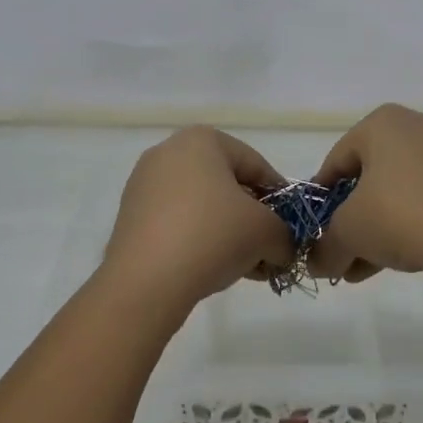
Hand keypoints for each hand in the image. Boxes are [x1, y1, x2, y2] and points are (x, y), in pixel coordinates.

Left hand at [101, 127, 294, 307]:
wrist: (146, 282)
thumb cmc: (213, 236)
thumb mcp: (267, 233)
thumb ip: (285, 235)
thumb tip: (283, 248)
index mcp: (202, 140)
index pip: (256, 165)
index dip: (280, 198)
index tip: (292, 227)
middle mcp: (169, 152)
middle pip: (227, 185)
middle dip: (253, 218)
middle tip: (270, 248)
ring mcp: (144, 184)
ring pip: (203, 206)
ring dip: (228, 233)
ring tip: (246, 265)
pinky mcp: (130, 217)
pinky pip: (178, 222)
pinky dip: (200, 240)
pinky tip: (214, 268)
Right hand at [307, 104, 422, 281]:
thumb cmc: (398, 215)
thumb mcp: (348, 233)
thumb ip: (325, 246)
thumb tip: (317, 264)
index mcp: (382, 122)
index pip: (337, 160)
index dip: (322, 197)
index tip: (316, 227)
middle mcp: (419, 125)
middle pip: (372, 176)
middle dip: (354, 217)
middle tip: (344, 250)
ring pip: (403, 189)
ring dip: (382, 224)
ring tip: (370, 264)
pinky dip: (415, 220)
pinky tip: (405, 255)